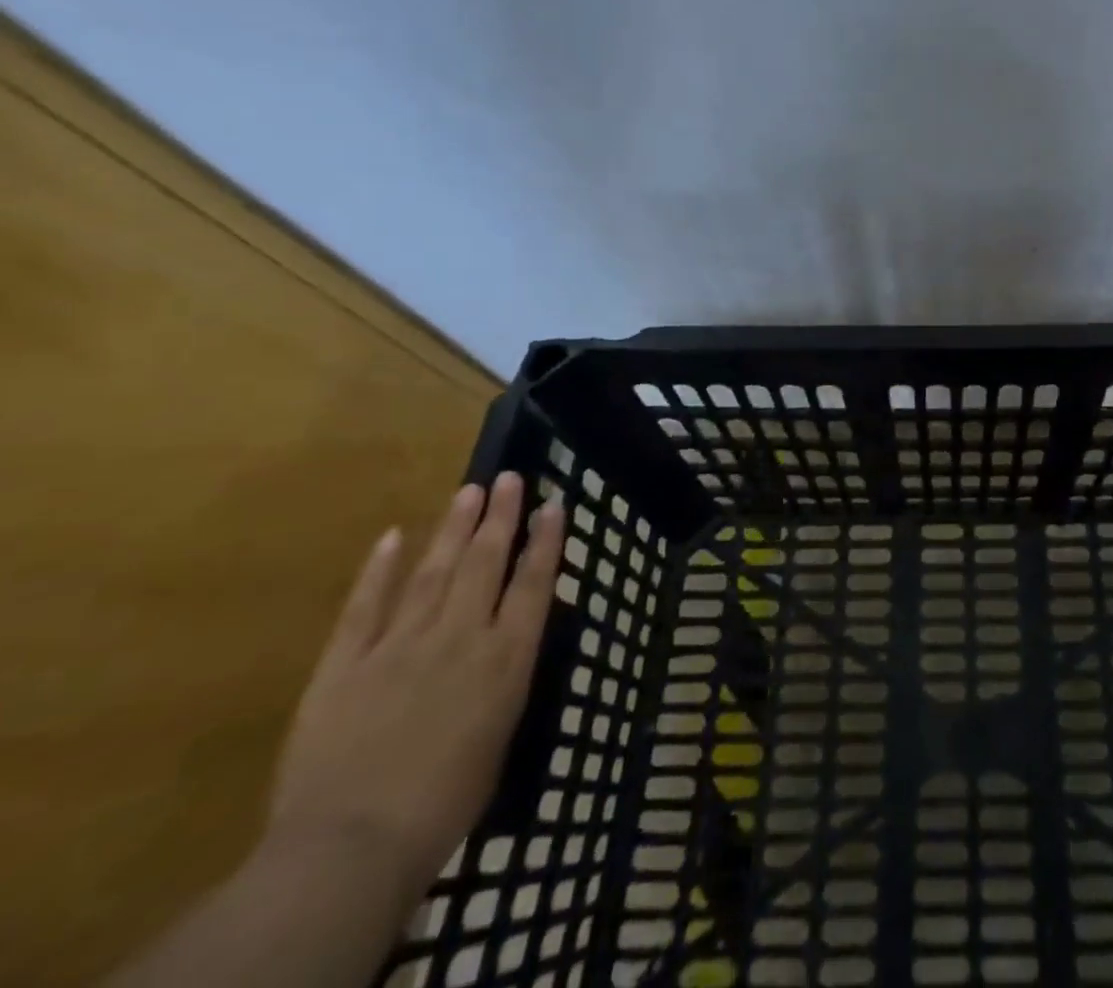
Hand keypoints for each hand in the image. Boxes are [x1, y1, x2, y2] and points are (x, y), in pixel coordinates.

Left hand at [266, 473, 564, 905]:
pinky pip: (366, 606)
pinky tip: (393, 536)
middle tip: (508, 477)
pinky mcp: (345, 663)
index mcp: (507, 657)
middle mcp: (461, 636)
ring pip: (434, 571)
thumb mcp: (502, 735)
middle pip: (486, 562)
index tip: (554, 503)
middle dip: (501, 516)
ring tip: (468, 491)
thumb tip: (509, 643)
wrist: (351, 848)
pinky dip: (380, 569)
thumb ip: (505, 679)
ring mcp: (401, 644)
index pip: (534, 582)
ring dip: (453, 527)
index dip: (546, 539)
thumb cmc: (447, 802)